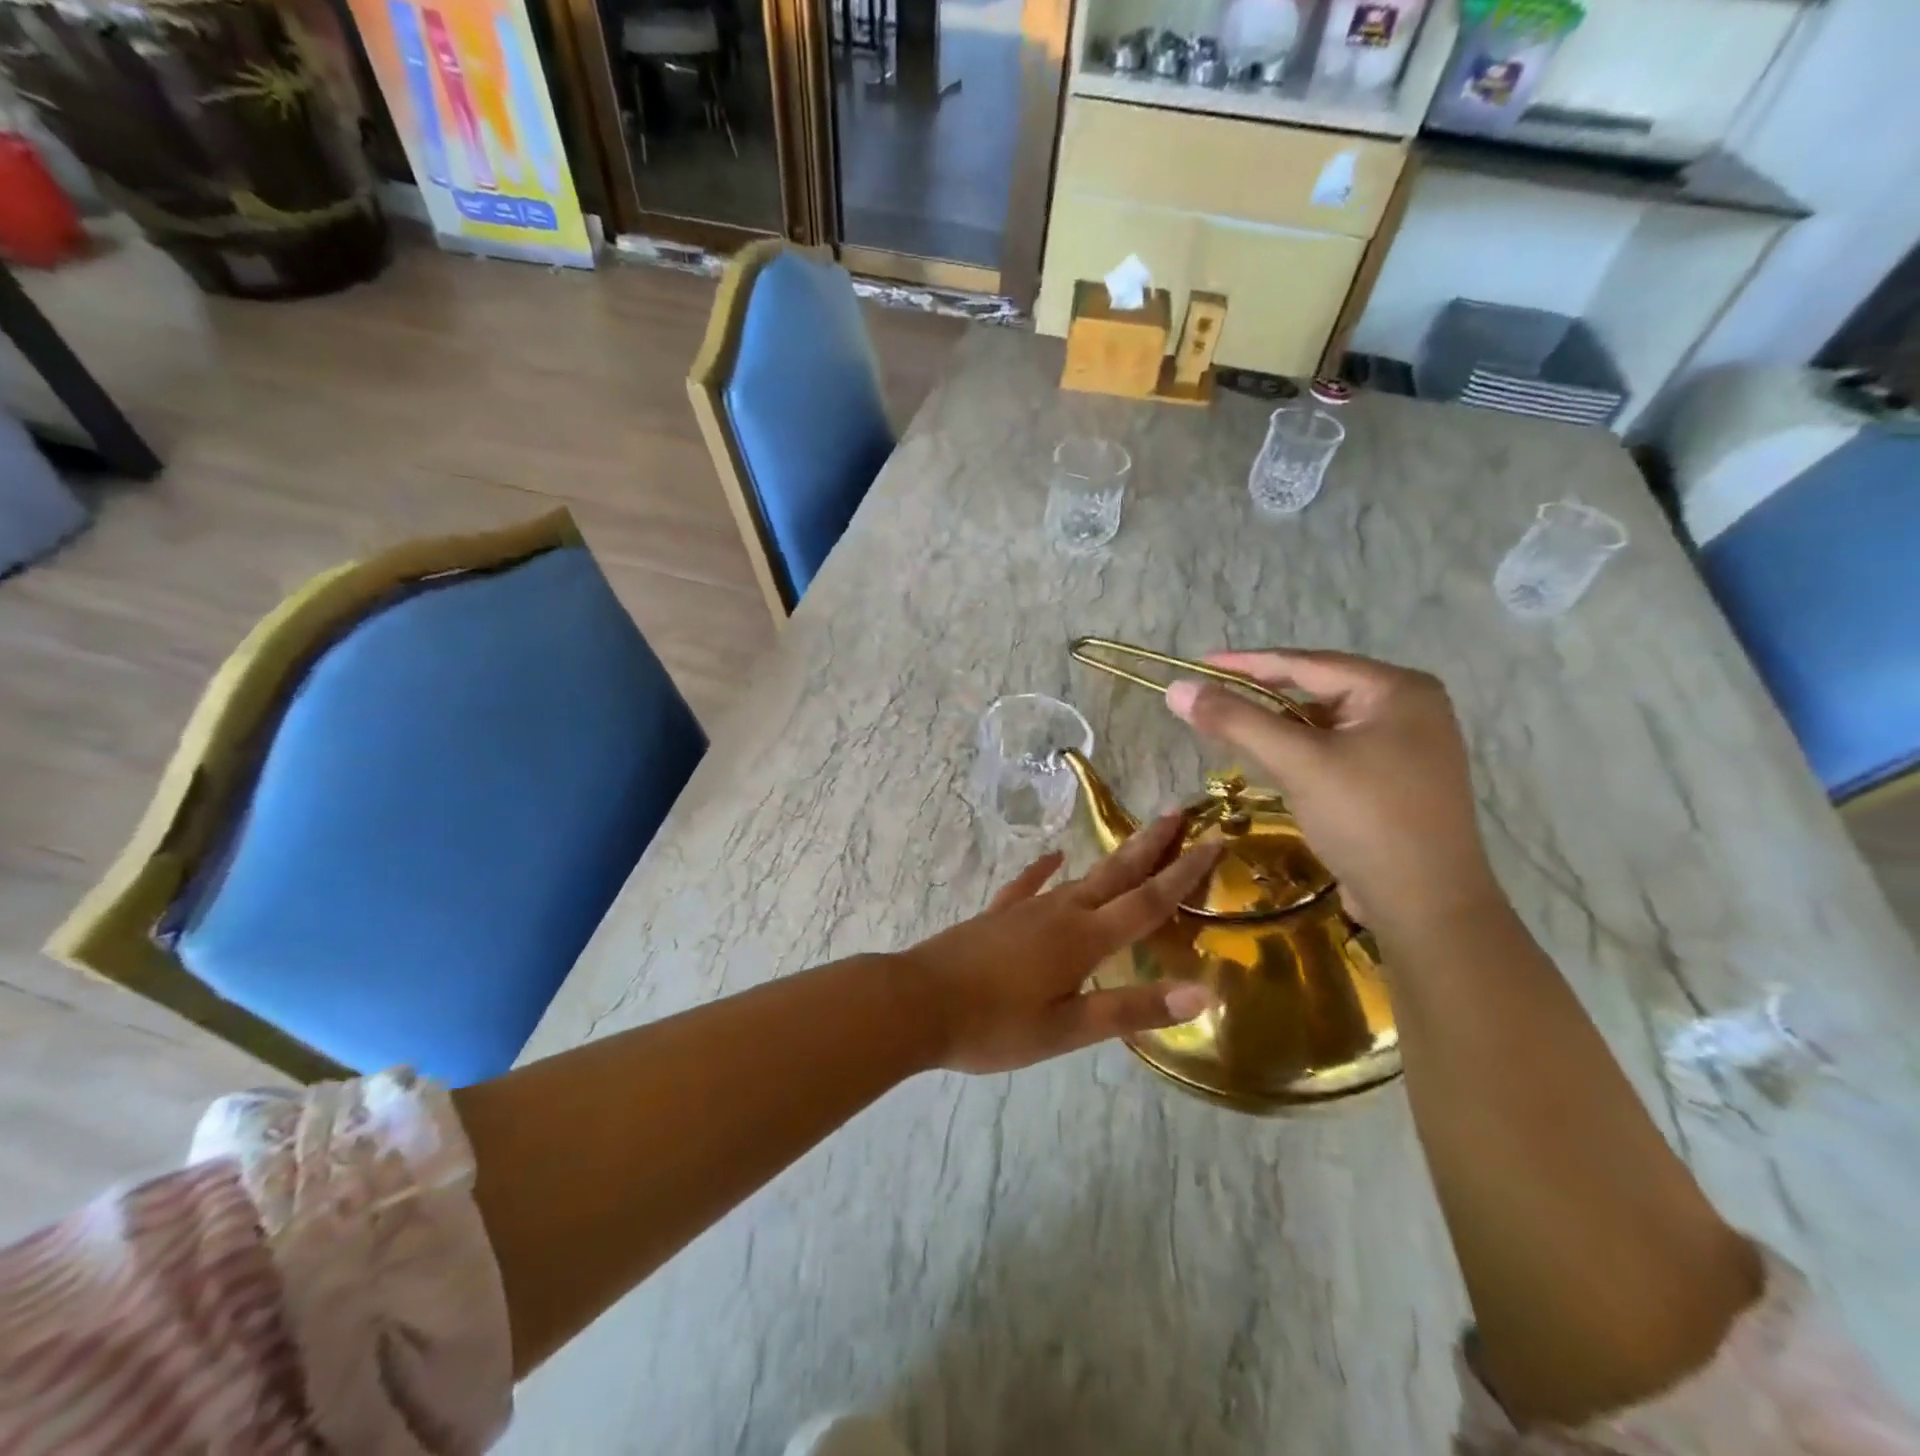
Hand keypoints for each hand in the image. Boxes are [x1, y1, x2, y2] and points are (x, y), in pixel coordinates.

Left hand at [902, 813, 1222, 1073]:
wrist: (916, 1003)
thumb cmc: (994, 1025)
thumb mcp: (1068, 1028)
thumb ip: (1133, 1008)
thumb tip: (1203, 991)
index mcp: (1084, 939)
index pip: (1147, 901)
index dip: (1184, 873)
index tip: (1214, 841)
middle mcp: (1060, 912)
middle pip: (1116, 874)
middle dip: (1150, 845)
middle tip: (1178, 812)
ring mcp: (1025, 910)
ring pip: (1080, 877)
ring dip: (1112, 859)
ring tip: (1134, 842)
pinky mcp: (997, 917)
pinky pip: (1028, 886)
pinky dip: (1043, 871)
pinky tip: (1051, 858)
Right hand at [1165, 650, 1500, 936]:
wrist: (1428, 907)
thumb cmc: (1367, 820)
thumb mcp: (1298, 763)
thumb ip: (1236, 721)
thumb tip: (1177, 689)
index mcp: (1398, 689)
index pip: (1307, 664)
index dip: (1246, 663)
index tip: (1198, 663)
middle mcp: (1410, 708)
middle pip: (1317, 690)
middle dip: (1261, 695)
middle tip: (1211, 697)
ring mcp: (1408, 746)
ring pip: (1325, 723)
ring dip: (1278, 726)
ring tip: (1231, 727)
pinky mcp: (1397, 780)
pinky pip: (1336, 750)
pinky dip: (1300, 751)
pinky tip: (1271, 761)